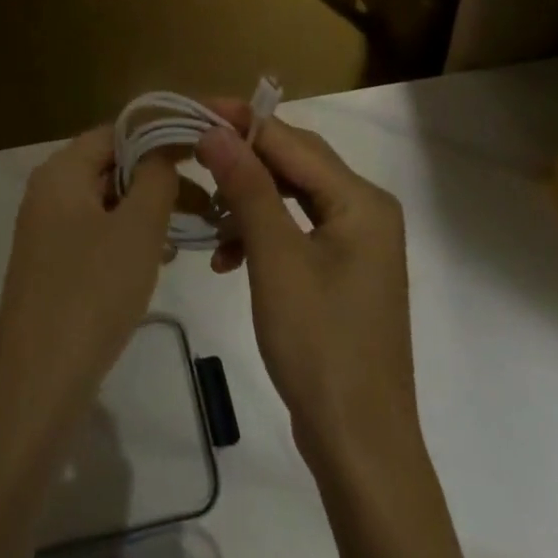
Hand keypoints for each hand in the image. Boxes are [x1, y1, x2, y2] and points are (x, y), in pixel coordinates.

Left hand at [0, 126, 178, 431]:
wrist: (38, 386)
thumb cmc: (92, 293)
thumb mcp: (138, 228)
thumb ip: (156, 177)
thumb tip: (163, 150)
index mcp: (61, 171)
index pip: (116, 131)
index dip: (160, 135)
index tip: (202, 151)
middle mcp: (48, 191)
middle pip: (111, 165)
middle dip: (158, 177)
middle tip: (205, 200)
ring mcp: (47, 230)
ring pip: (108, 202)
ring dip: (148, 209)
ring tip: (188, 231)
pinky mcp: (53, 265)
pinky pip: (97, 234)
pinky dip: (129, 237)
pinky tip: (159, 258)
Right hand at [198, 111, 481, 557]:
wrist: (360, 448)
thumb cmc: (320, 346)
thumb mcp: (276, 260)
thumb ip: (247, 187)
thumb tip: (214, 129)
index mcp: (361, 201)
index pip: (292, 142)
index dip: (242, 122)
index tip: (193, 109)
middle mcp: (365, 211)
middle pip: (295, 164)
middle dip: (243, 158)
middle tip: (192, 150)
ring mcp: (356, 243)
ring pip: (292, 196)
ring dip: (248, 199)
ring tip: (207, 212)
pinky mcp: (341, 271)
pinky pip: (295, 229)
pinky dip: (260, 233)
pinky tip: (226, 256)